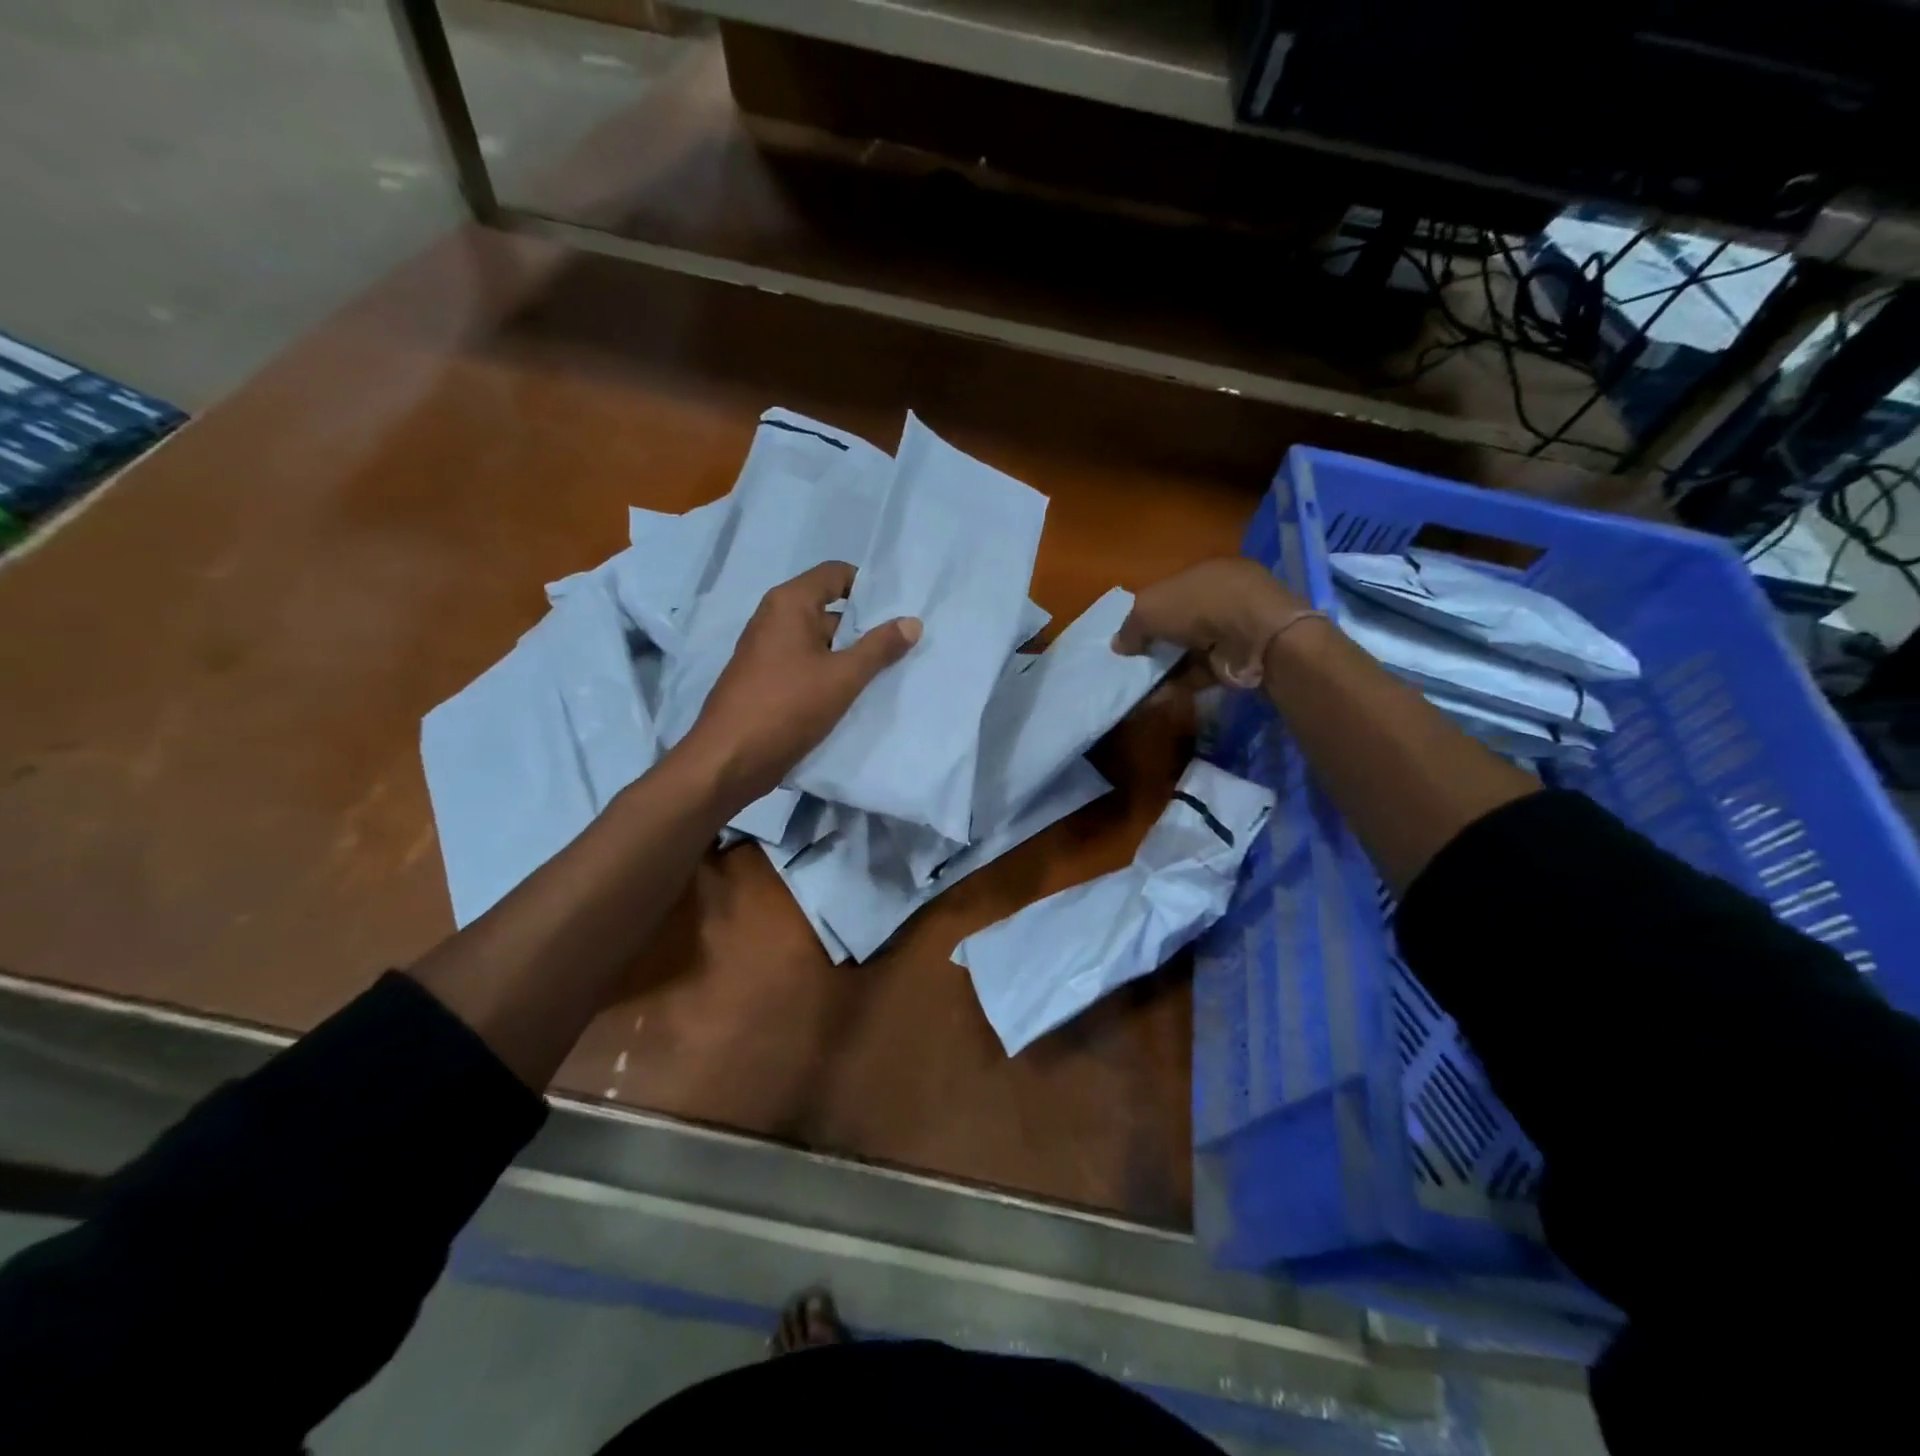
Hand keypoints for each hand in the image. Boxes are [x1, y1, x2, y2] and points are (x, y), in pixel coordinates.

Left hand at [682, 561, 920, 808]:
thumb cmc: (787, 707)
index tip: (897, 612)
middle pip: (829, 609)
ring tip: (887, 673)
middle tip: (902, 647)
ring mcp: (768, 651)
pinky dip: (830, 674)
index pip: (836, 574)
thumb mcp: (843, 677)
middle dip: (864, 627)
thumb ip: (879, 648)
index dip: (868, 588)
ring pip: (819, 643)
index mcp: (789, 603)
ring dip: (849, 656)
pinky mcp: (766, 680)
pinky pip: (806, 666)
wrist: (729, 759)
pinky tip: (855, 695)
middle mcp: (774, 619)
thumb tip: (912, 621)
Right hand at [1113, 558, 1310, 688]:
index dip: (1146, 612)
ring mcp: (1231, 632)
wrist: (1255, 635)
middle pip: (1178, 623)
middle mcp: (1220, 599)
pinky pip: (1197, 674)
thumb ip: (1130, 626)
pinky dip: (1175, 686)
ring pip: (1187, 651)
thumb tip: (1118, 645)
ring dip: (1161, 669)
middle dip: (1153, 643)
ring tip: (1133, 686)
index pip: (1169, 592)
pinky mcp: (1235, 663)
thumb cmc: (1199, 605)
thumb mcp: (1150, 608)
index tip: (1126, 634)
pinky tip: (1152, 699)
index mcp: (1204, 574)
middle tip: (1128, 663)